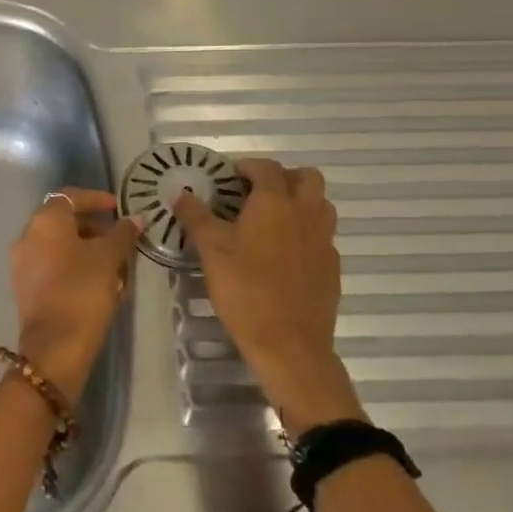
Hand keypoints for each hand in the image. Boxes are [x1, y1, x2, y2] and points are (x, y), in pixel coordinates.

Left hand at [9, 189, 141, 397]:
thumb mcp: (109, 258)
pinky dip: (75, 267)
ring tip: (116, 266)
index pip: (70, 196)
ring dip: (87, 249)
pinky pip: (53, 266)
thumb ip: (123, 234)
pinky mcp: (25, 287)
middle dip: (95, 228)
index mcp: (44, 221)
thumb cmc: (83, 291)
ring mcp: (23, 263)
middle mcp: (27, 236)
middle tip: (121, 240)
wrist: (55, 347)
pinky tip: (99, 284)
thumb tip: (136, 218)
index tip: (118, 207)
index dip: (96, 199)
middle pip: (64, 221)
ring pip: (59, 246)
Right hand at [173, 159, 363, 432]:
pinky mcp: (331, 266)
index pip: (266, 167)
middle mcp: (306, 213)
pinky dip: (305, 232)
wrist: (290, 345)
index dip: (247, 166)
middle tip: (254, 194)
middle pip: (306, 177)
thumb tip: (181, 193)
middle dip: (282, 177)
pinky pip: (322, 235)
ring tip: (269, 221)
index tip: (227, 178)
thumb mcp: (211, 251)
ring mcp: (324, 240)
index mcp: (275, 202)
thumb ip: (196, 217)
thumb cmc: (245, 290)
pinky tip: (283, 254)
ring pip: (320, 204)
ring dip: (298, 202)